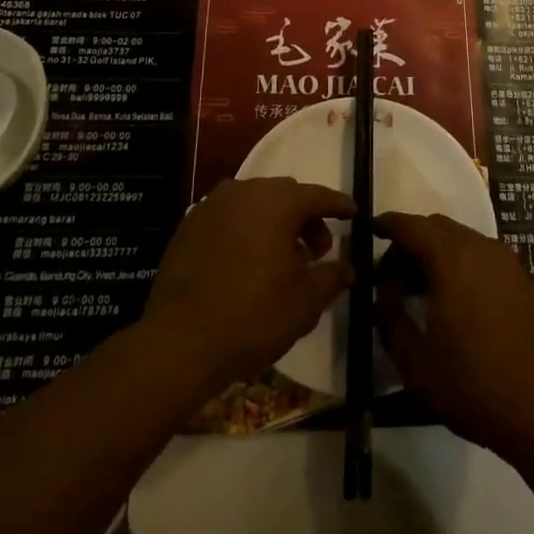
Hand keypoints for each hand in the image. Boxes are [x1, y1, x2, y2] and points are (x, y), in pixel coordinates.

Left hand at [140, 177, 353, 396]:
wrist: (180, 341)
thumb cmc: (254, 315)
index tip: (354, 213)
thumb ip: (332, 276)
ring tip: (281, 260)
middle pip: (285, 196)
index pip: (317, 195)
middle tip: (318, 250)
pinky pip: (228, 219)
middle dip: (305, 218)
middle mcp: (244, 191)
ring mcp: (211, 206)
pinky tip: (247, 264)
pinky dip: (245, 232)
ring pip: (254, 205)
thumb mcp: (306, 300)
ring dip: (274, 224)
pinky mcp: (188, 226)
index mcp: (277, 201)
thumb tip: (349, 268)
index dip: (338, 205)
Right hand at [375, 212, 533, 465]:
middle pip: (436, 228)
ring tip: (418, 293)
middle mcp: (481, 248)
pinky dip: (459, 264)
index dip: (387, 225)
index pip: (411, 226)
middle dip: (409, 245)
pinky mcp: (521, 280)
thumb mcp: (417, 365)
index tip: (368, 231)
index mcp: (452, 260)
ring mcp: (506, 262)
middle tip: (389, 280)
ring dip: (435, 255)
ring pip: (460, 240)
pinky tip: (451, 301)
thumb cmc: (474, 386)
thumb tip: (382, 301)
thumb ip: (391, 323)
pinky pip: (481, 255)